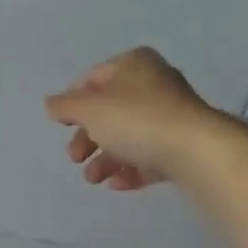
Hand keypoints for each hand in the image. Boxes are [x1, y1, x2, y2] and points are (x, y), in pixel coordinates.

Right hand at [45, 47, 222, 189]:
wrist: (196, 151)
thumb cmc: (136, 119)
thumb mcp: (90, 109)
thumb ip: (65, 106)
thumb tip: (50, 104)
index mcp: (133, 64)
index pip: (93, 78)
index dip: (73, 101)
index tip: (61, 125)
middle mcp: (154, 83)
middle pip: (110, 109)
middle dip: (88, 136)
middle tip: (75, 158)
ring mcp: (172, 115)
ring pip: (129, 134)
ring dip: (106, 157)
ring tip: (93, 179)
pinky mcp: (184, 144)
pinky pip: (150, 153)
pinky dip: (131, 167)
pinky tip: (118, 184)